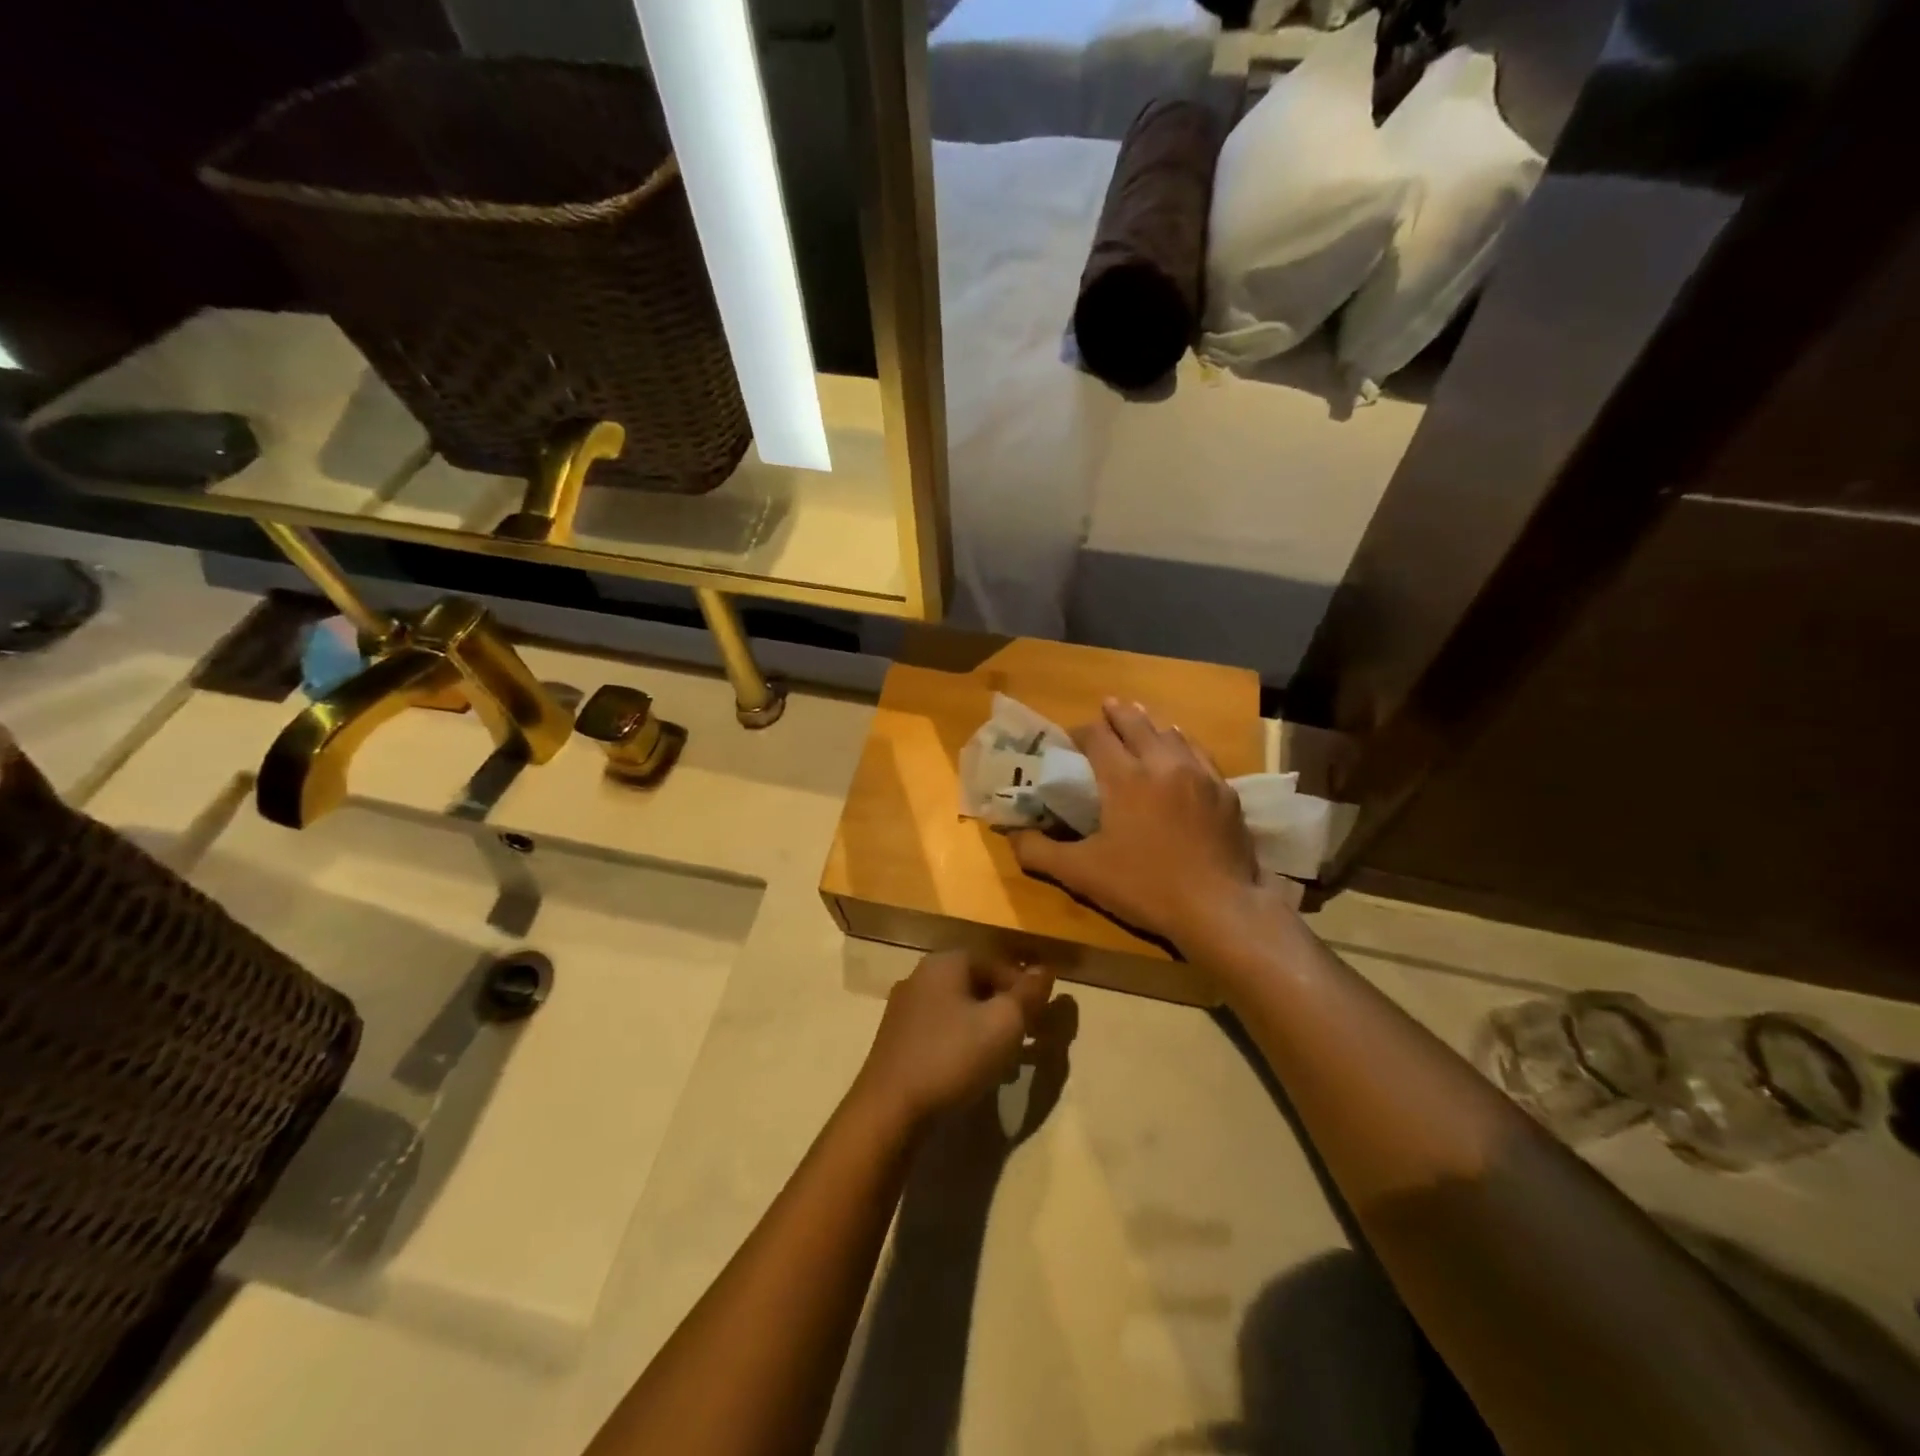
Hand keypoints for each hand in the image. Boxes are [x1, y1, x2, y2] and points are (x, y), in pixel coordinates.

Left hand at [852, 950, 1054, 1131]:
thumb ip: (1027, 995)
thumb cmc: (952, 1057)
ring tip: (1007, 1061)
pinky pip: (941, 1031)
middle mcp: (921, 976)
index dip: (1024, 987)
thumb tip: (1044, 970)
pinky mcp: (897, 1040)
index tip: (1042, 1018)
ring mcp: (904, 1008)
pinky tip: (974, 1071)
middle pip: (977, 984)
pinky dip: (963, 1043)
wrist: (889, 1109)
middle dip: (1006, 1009)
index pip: (996, 962)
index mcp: (945, 962)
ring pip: (959, 1009)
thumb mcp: (1003, 1023)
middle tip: (1029, 1038)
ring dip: (987, 1029)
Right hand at [1011, 699, 1287, 957]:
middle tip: (1107, 706)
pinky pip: (1200, 754)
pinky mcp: (1224, 792)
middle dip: (1117, 714)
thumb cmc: (1144, 887)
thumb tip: (1012, 836)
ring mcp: (1199, 775)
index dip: (1080, 732)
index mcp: (1124, 778)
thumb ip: (1040, 852)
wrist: (1218, 907)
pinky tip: (1182, 748)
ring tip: (1141, 718)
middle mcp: (1161, 764)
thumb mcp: (1082, 874)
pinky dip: (1184, 744)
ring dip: (1151, 724)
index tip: (1070, 738)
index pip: (1097, 737)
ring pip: (1171, 734)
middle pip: (1136, 724)